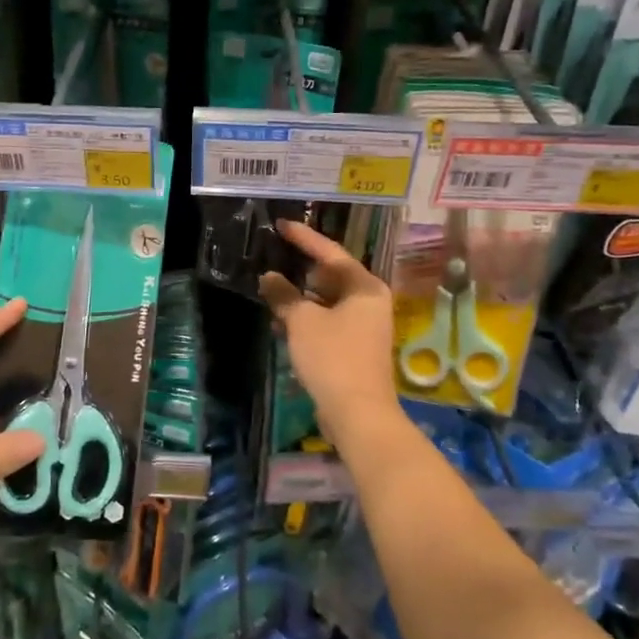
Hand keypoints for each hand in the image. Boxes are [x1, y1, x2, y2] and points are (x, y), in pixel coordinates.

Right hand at [259, 220, 400, 442]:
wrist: (358, 413)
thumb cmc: (333, 357)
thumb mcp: (302, 321)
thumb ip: (283, 295)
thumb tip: (269, 277)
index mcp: (365, 287)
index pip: (330, 253)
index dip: (304, 238)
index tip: (281, 225)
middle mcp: (370, 302)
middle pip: (330, 277)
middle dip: (300, 273)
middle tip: (272, 262)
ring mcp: (365, 326)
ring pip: (327, 302)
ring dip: (300, 300)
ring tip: (270, 294)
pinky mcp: (355, 348)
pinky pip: (328, 322)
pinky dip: (307, 320)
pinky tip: (282, 324)